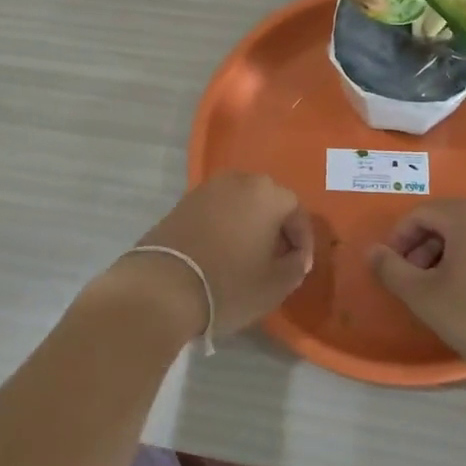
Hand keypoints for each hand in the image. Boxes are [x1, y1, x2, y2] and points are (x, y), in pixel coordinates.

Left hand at [114, 172, 313, 340]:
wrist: (163, 286)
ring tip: (249, 258)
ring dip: (249, 226)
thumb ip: (295, 266)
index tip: (299, 267)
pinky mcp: (182, 202)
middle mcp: (238, 180)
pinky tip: (221, 254)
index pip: (297, 212)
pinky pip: (216, 211)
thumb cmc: (229, 284)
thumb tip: (295, 257)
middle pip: (268, 202)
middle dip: (276, 229)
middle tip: (277, 259)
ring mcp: (207, 188)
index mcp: (267, 193)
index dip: (303, 241)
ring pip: (240, 204)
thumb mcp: (275, 285)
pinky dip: (225, 227)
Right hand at [369, 200, 465, 372]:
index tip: (393, 270)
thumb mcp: (424, 296)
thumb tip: (373, 251)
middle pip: (445, 221)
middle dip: (423, 248)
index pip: (419, 214)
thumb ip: (391, 269)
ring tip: (441, 291)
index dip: (398, 240)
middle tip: (414, 282)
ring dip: (447, 255)